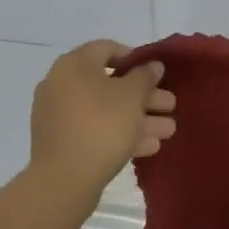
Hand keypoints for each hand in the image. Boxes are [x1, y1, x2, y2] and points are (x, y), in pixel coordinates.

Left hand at [28, 41, 176, 199]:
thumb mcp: (131, 96)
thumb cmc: (101, 125)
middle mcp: (61, 85)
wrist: (63, 180)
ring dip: (138, 118)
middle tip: (170, 106)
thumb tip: (152, 65)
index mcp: (73, 65)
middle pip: (110, 84)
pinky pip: (95, 130)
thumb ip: (145, 76)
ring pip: (105, 110)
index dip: (134, 58)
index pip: (106, 49)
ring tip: (168, 131)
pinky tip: (148, 147)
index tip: (156, 73)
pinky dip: (120, 134)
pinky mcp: (61, 143)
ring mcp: (59, 116)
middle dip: (145, 96)